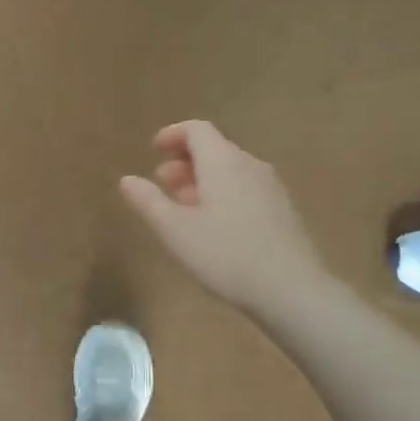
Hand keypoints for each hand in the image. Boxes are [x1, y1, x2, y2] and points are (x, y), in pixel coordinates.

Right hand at [120, 120, 324, 317]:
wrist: (292, 291)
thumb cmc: (226, 255)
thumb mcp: (174, 230)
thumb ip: (148, 201)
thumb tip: (126, 179)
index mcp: (223, 162)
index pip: (196, 129)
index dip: (172, 135)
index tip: (153, 150)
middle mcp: (250, 165)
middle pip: (214, 148)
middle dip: (184, 161)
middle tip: (162, 183)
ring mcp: (271, 188)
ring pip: (230, 170)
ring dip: (202, 180)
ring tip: (183, 208)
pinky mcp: (282, 211)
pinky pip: (245, 188)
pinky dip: (222, 194)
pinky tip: (214, 227)